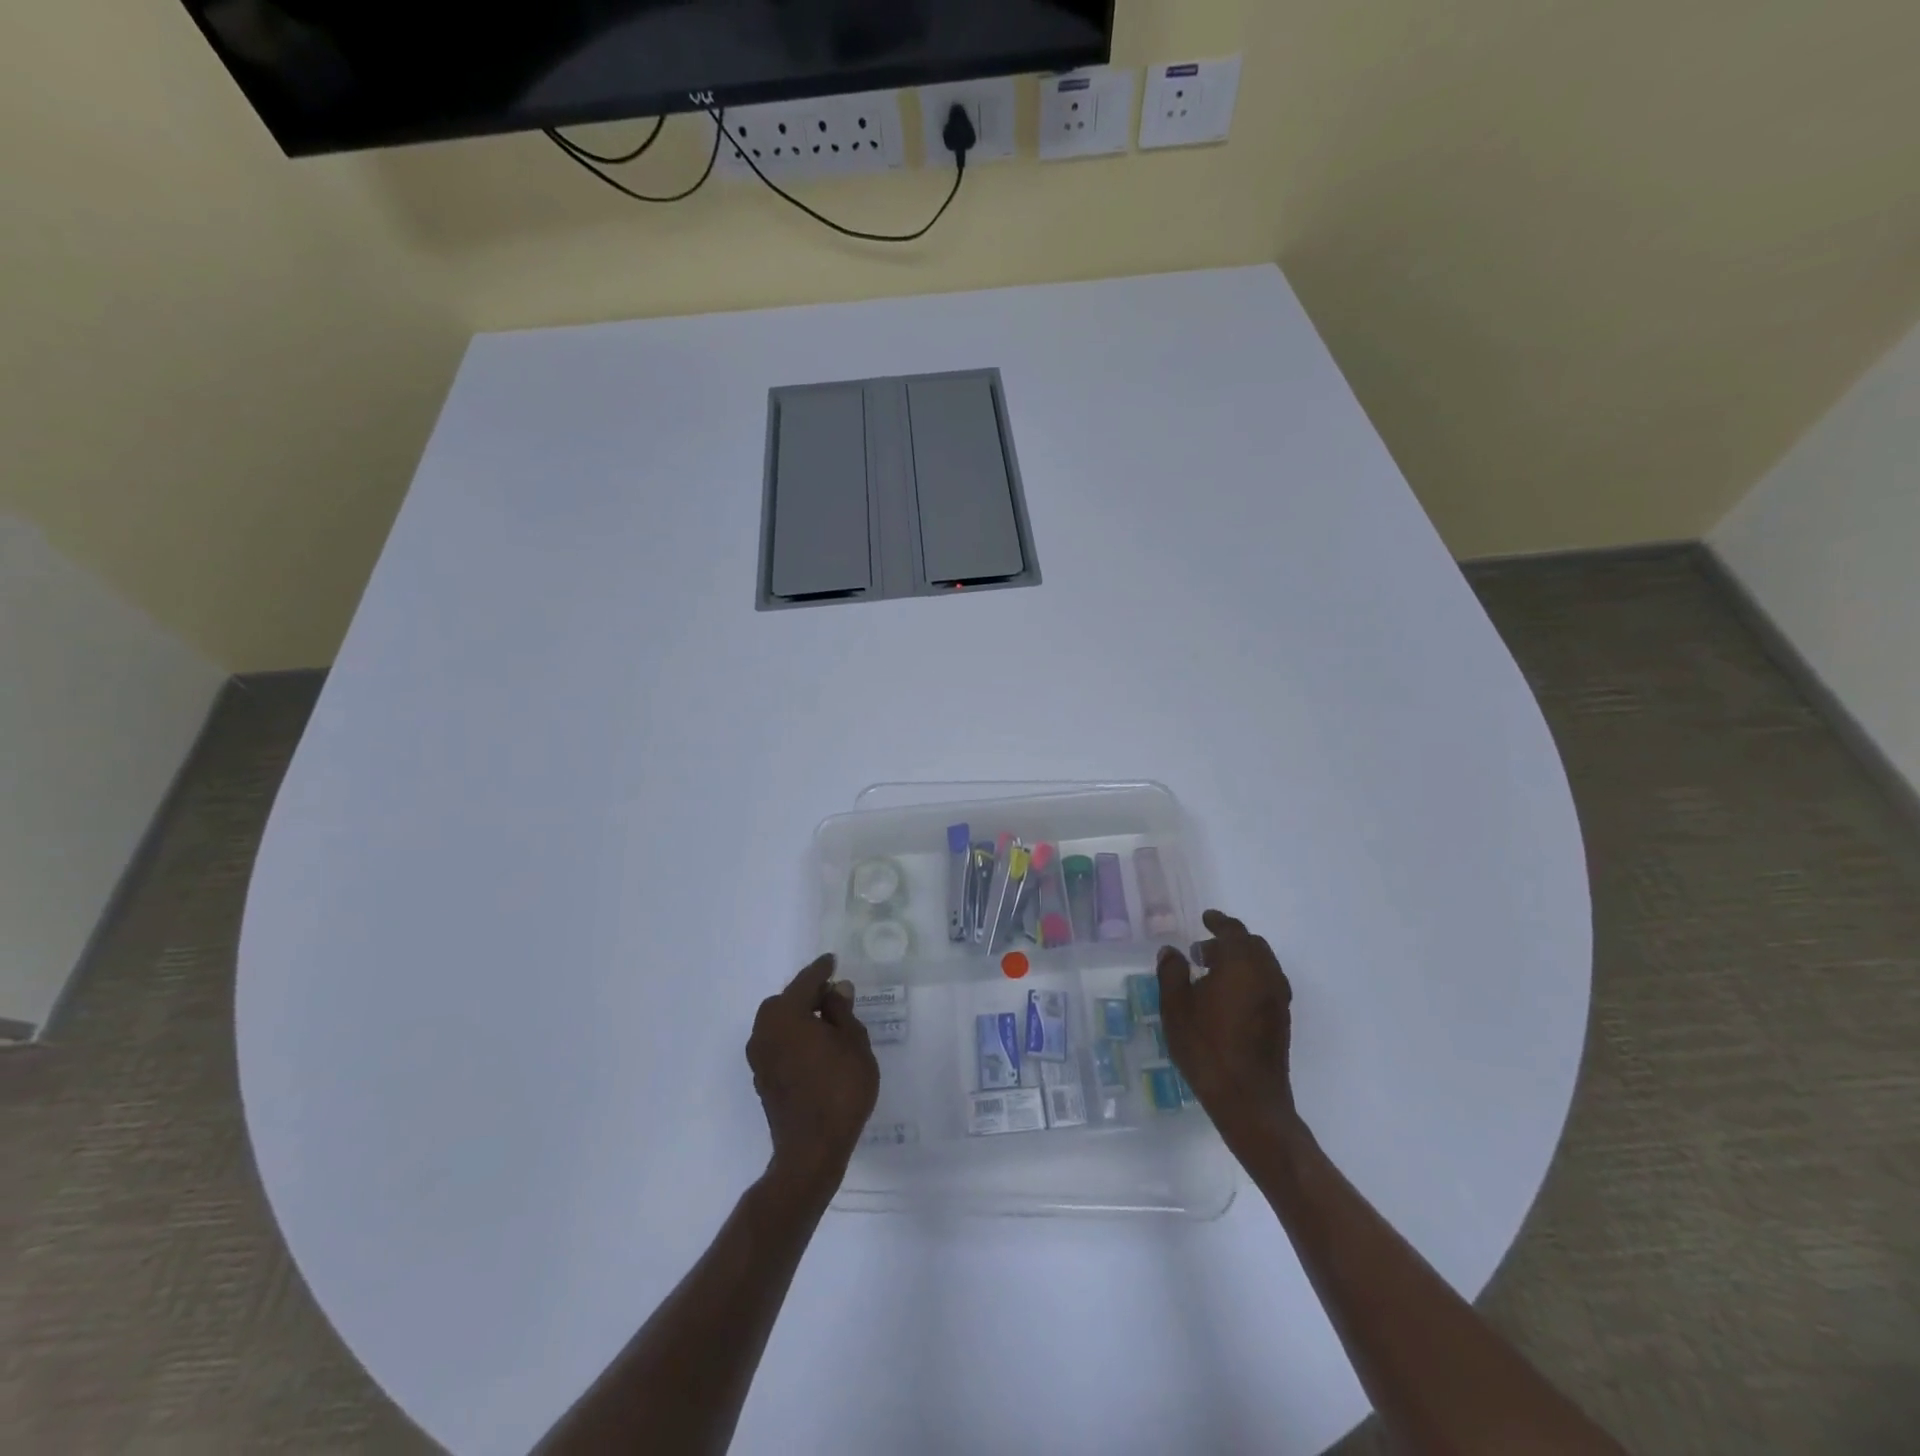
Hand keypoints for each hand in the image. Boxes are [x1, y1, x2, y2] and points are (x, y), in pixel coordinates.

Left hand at [747, 954, 879, 1194]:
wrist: (812, 1149)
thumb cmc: (839, 1088)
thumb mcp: (853, 1042)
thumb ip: (842, 1011)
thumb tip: (835, 990)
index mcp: (785, 1013)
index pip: (806, 981)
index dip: (822, 970)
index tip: (832, 961)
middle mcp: (765, 1030)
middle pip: (788, 1001)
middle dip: (809, 995)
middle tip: (834, 995)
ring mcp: (759, 1057)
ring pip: (780, 1023)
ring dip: (800, 1018)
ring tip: (828, 1022)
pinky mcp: (762, 1079)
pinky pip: (779, 1044)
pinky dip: (795, 1038)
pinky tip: (815, 1047)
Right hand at [1156, 910, 1300, 1146]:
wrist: (1248, 1099)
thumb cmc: (1206, 1047)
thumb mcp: (1176, 1007)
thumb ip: (1172, 973)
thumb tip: (1172, 952)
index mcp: (1242, 964)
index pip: (1233, 931)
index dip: (1218, 922)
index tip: (1206, 918)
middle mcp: (1266, 975)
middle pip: (1252, 945)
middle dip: (1228, 942)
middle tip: (1202, 951)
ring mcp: (1278, 999)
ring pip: (1262, 965)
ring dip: (1239, 961)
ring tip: (1211, 974)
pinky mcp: (1281, 1021)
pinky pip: (1266, 984)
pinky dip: (1248, 979)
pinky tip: (1227, 998)